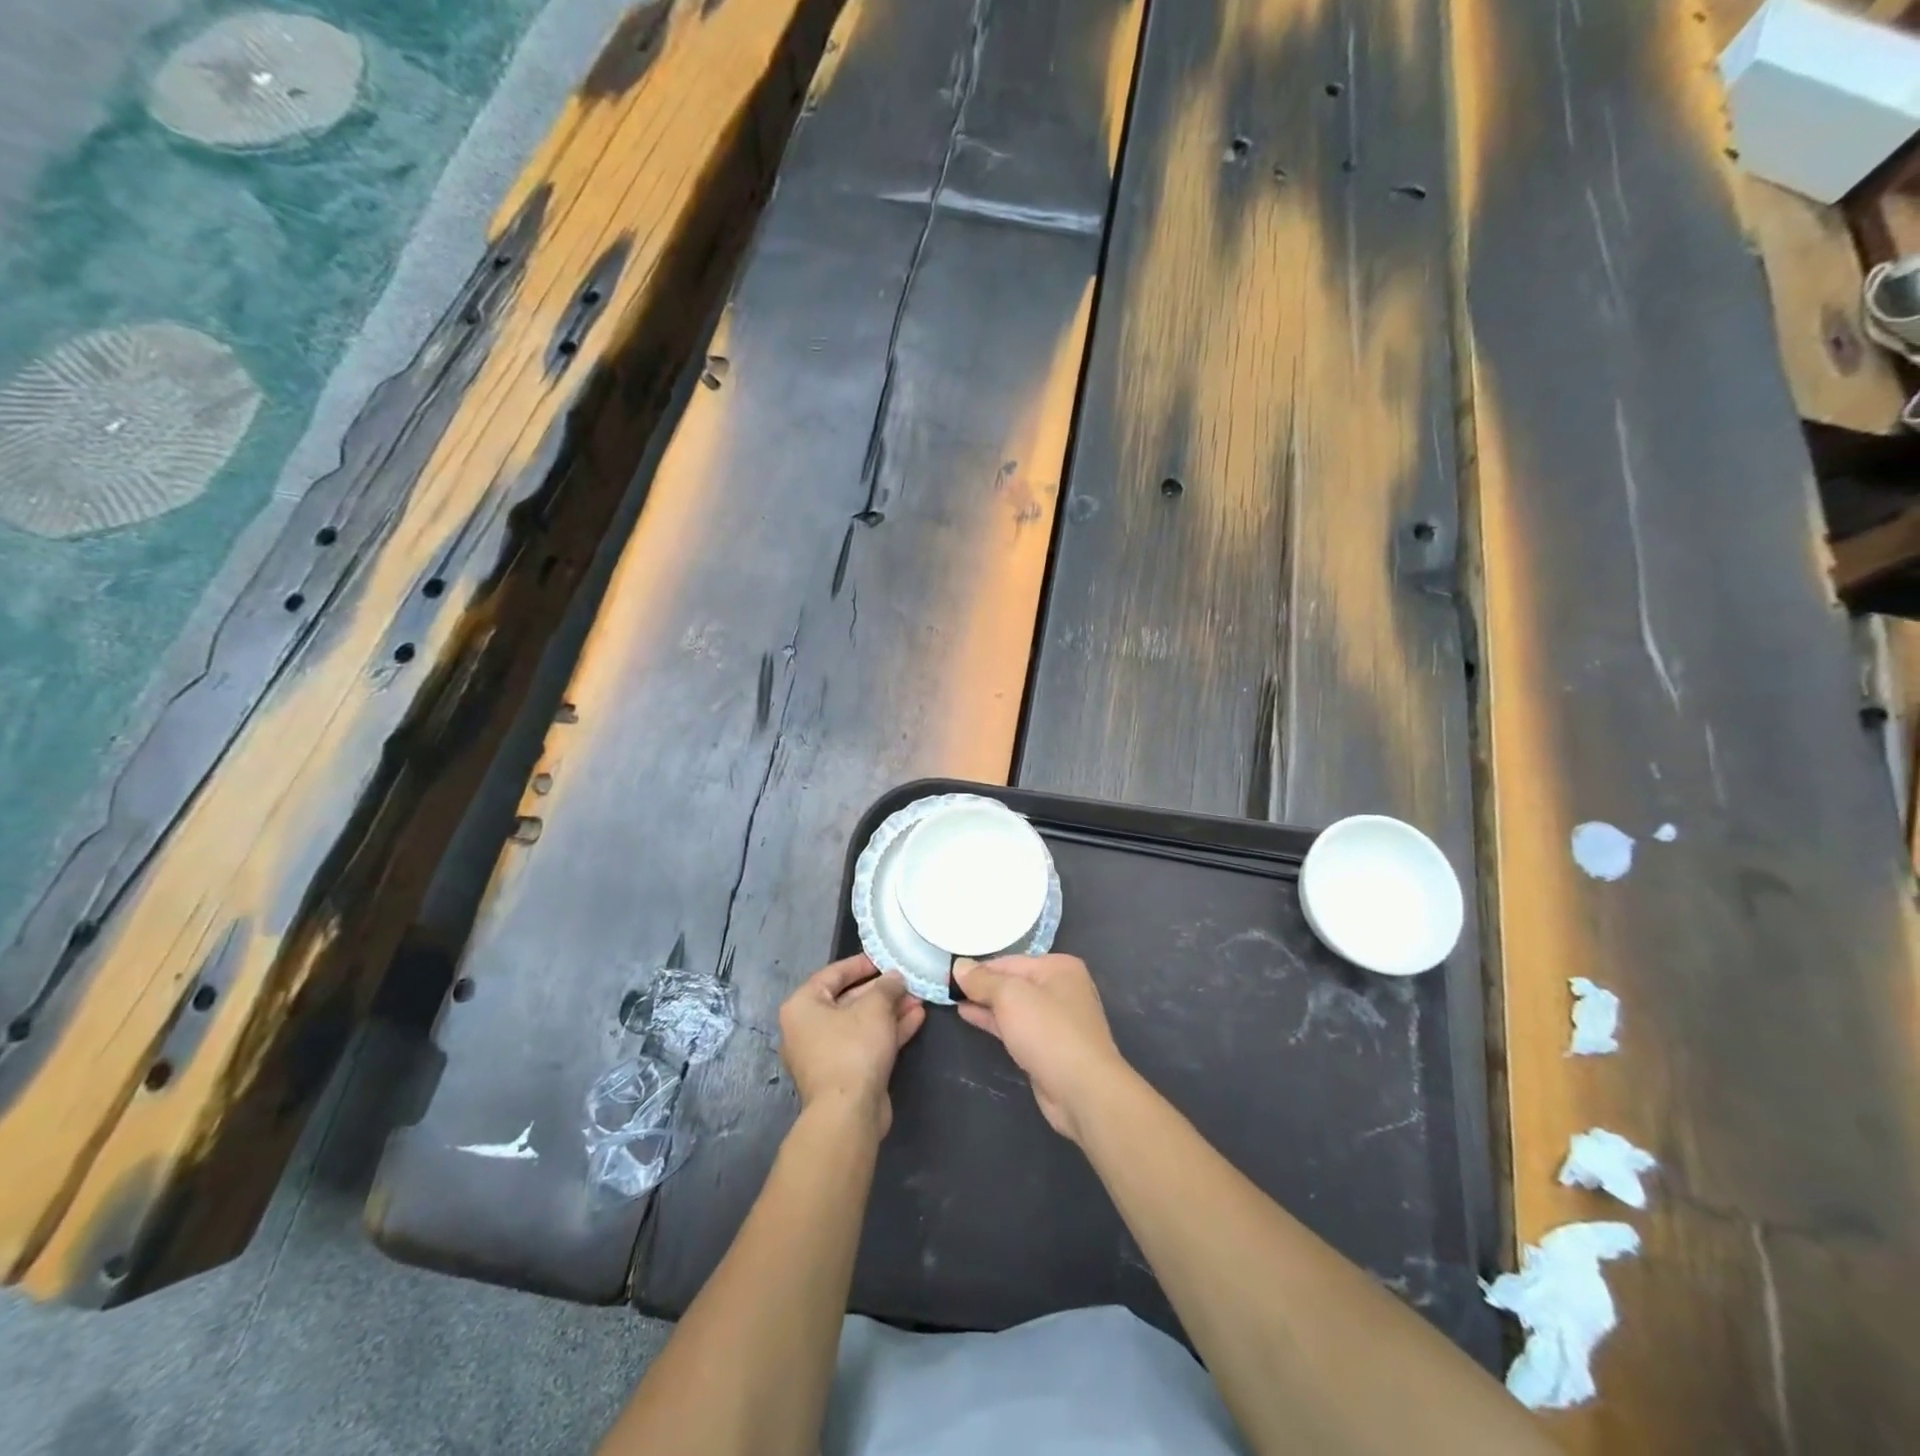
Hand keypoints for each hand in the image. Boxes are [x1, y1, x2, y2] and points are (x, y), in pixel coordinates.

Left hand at [778, 954, 924, 1136]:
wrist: (848, 1113)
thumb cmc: (853, 1048)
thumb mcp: (874, 1008)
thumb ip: (886, 986)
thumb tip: (894, 977)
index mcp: (802, 1006)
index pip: (833, 974)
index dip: (861, 964)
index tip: (885, 958)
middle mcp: (808, 1028)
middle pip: (849, 999)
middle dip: (882, 990)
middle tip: (907, 980)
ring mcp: (827, 1053)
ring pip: (861, 1023)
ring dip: (890, 1010)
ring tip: (919, 997)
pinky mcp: (845, 1074)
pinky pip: (867, 1043)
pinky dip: (889, 1031)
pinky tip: (916, 1018)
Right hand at [954, 954, 1129, 1143]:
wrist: (1082, 1090)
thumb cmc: (1048, 1032)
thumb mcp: (1010, 997)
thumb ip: (983, 980)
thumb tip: (959, 966)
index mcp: (1059, 968)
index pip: (1010, 961)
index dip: (979, 968)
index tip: (949, 973)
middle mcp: (1061, 989)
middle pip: (1013, 982)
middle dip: (982, 985)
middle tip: (946, 986)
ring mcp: (1056, 1020)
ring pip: (1013, 1006)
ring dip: (985, 1003)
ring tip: (952, 999)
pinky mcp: (1048, 1046)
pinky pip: (1016, 1026)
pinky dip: (994, 1021)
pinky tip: (969, 1016)